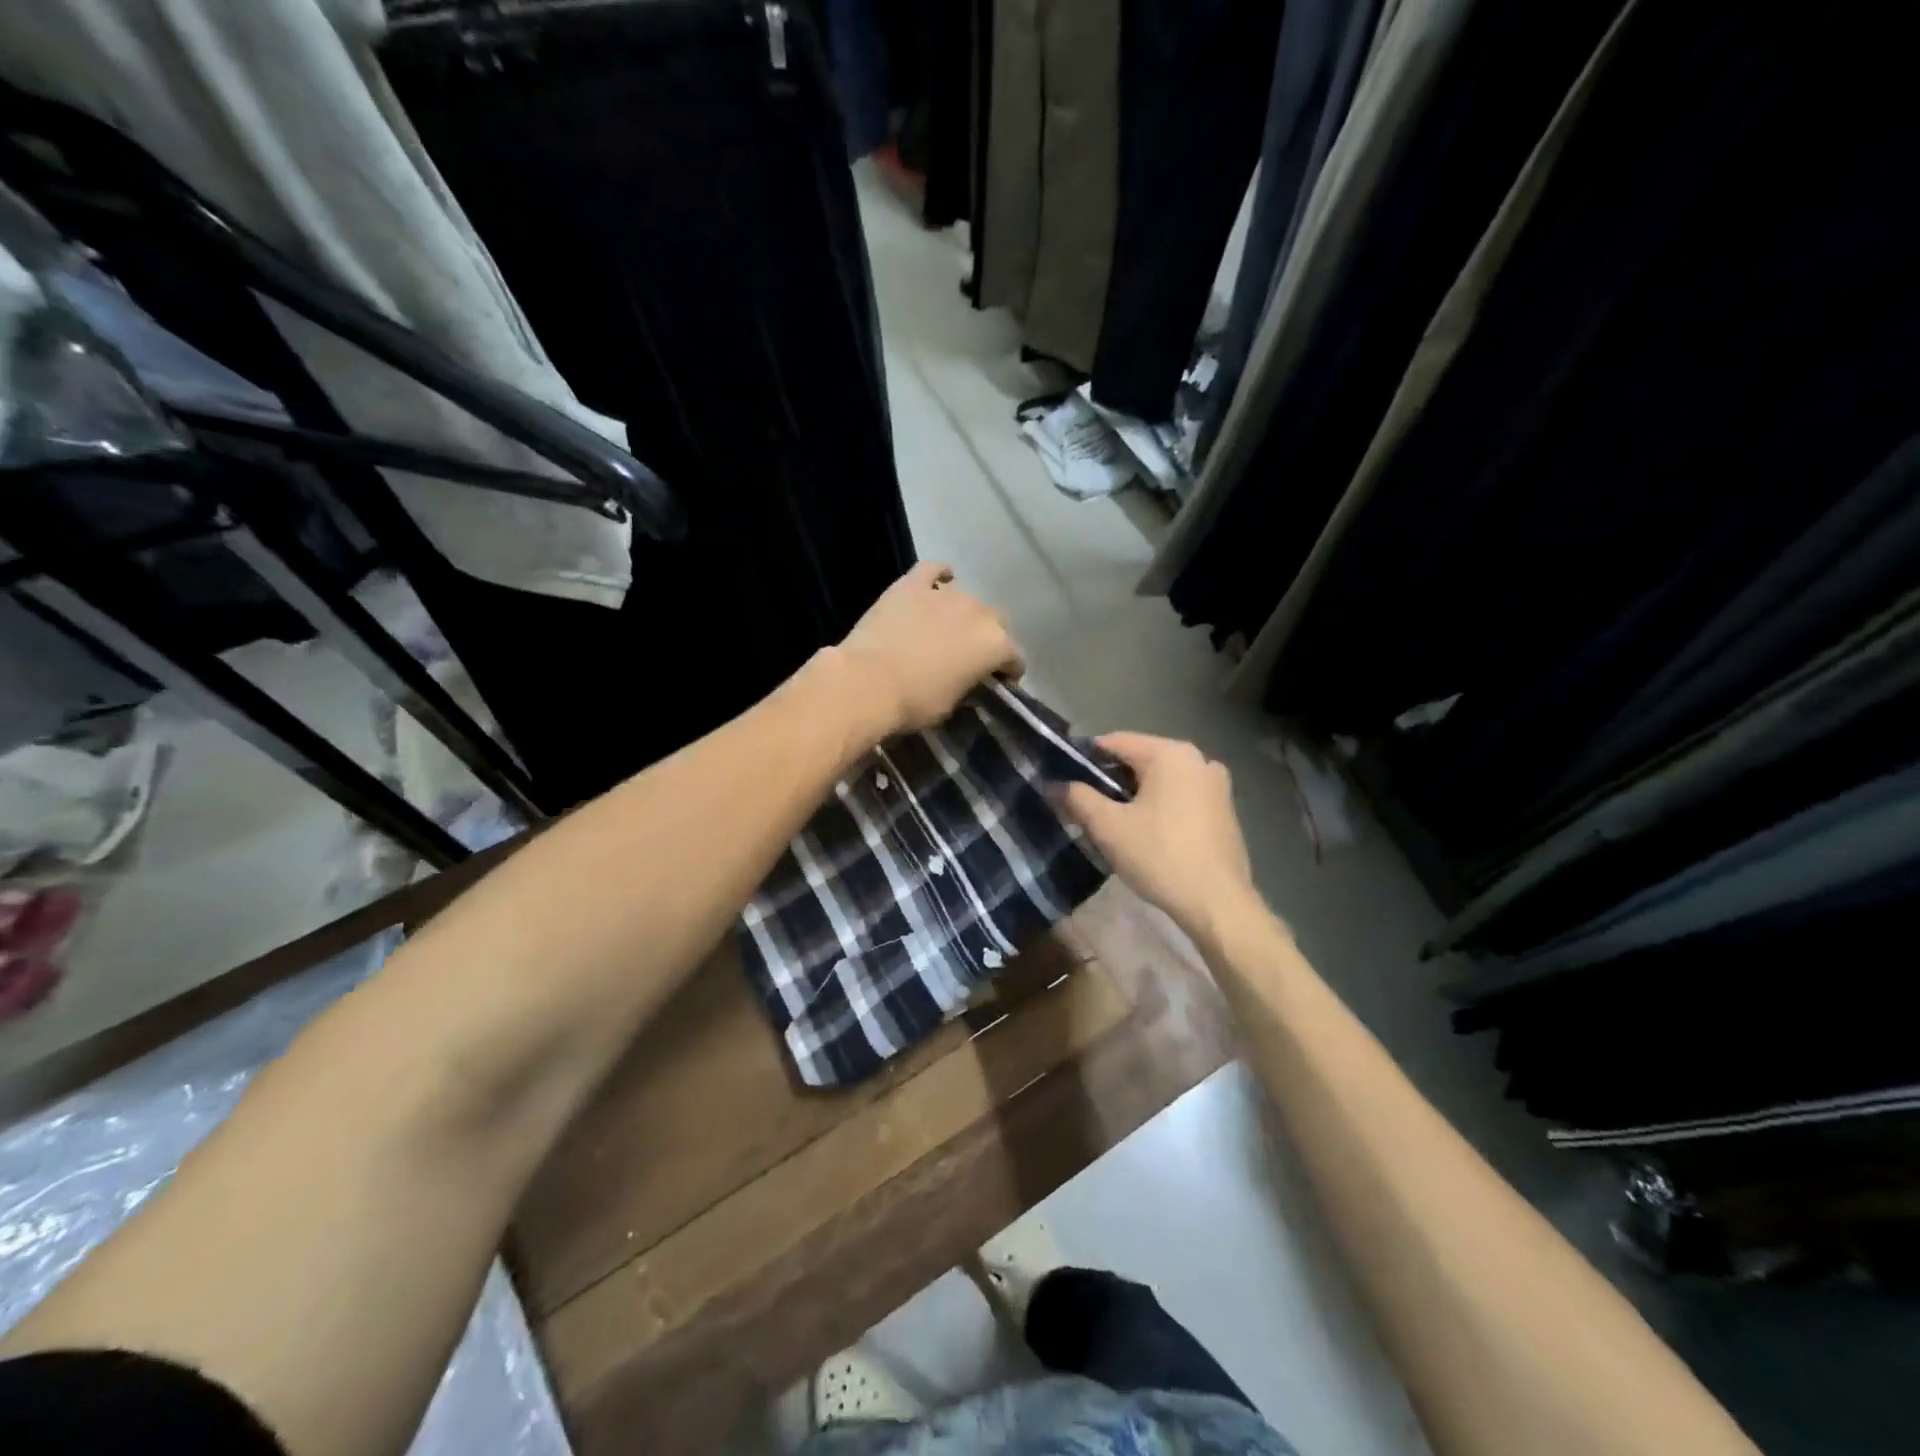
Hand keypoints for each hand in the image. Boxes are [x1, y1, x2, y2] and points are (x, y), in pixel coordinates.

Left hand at [833, 562, 1024, 735]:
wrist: (868, 682)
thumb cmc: (916, 703)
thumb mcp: (952, 704)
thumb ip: (967, 686)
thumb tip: (966, 681)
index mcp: (995, 645)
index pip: (1014, 657)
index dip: (1008, 672)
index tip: (997, 684)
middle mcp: (978, 613)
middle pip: (995, 622)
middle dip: (988, 638)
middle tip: (970, 657)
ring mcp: (945, 594)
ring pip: (967, 598)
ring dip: (963, 614)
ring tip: (947, 629)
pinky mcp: (912, 584)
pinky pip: (933, 570)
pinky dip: (938, 576)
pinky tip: (936, 584)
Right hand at [1059, 733, 1256, 940]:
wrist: (1217, 903)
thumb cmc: (1159, 856)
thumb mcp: (1108, 827)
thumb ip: (1078, 798)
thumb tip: (1055, 784)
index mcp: (1170, 754)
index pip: (1115, 742)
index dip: (1085, 758)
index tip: (1065, 780)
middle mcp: (1198, 759)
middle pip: (1140, 759)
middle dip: (1110, 779)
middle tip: (1086, 806)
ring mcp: (1216, 784)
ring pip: (1162, 779)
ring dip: (1135, 794)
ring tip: (1113, 822)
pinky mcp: (1225, 809)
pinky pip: (1181, 795)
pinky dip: (1160, 805)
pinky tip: (1147, 833)